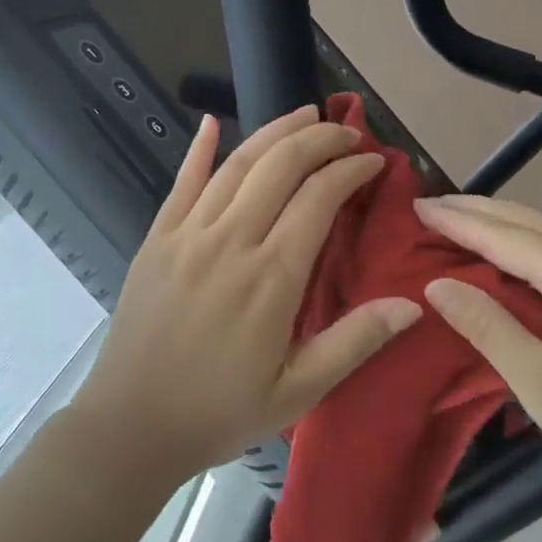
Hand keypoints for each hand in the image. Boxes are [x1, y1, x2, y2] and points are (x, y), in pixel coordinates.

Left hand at [71, 106, 422, 481]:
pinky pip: (182, 182)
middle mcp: (230, 241)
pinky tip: (211, 123)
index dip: (351, 170)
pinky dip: (199, 149)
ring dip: (274, 132)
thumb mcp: (298, 391)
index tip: (374, 162)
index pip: (319, 198)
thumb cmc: (219, 412)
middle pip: (281, 166)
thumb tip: (412, 305)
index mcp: (271, 277)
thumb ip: (354, 341)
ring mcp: (188, 234)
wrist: (130, 427)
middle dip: (320, 139)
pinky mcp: (157, 239)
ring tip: (305, 114)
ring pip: (237, 164)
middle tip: (348, 133)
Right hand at [415, 195, 541, 511]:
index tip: (416, 207)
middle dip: (476, 210)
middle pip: (528, 220)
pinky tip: (515, 257)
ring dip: (504, 225)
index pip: (503, 234)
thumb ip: (490, 329)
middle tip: (430, 207)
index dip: (457, 221)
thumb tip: (438, 286)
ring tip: (461, 225)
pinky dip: (530, 245)